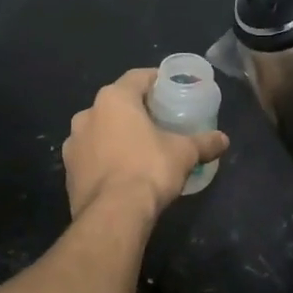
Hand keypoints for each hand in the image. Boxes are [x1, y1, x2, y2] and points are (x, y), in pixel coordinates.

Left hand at [63, 69, 230, 221]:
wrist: (112, 215)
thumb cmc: (149, 170)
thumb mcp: (184, 154)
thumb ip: (204, 143)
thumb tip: (223, 140)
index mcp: (114, 99)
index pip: (137, 77)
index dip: (156, 80)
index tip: (171, 89)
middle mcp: (87, 114)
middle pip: (117, 104)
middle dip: (136, 110)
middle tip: (159, 121)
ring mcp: (73, 143)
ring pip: (100, 130)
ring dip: (116, 135)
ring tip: (139, 149)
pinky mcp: (68, 170)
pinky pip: (91, 155)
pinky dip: (105, 158)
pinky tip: (121, 172)